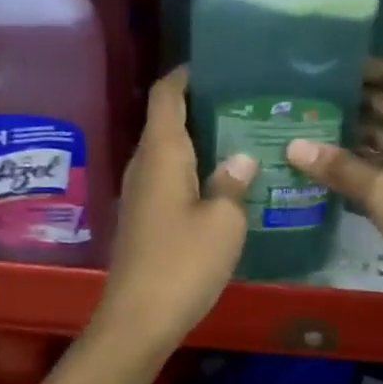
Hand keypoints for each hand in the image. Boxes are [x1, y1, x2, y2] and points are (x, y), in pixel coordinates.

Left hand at [93, 68, 255, 356]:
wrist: (139, 318)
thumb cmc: (183, 262)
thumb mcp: (223, 221)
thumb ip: (233, 183)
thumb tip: (243, 157)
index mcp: (162, 153)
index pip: (165, 95)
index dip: (185, 74)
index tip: (215, 64)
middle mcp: (144, 164)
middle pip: (166, 119)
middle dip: (199, 104)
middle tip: (243, 100)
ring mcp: (140, 191)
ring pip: (168, 150)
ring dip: (198, 138)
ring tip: (240, 133)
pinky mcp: (144, 216)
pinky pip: (168, 175)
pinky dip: (192, 166)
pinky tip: (222, 178)